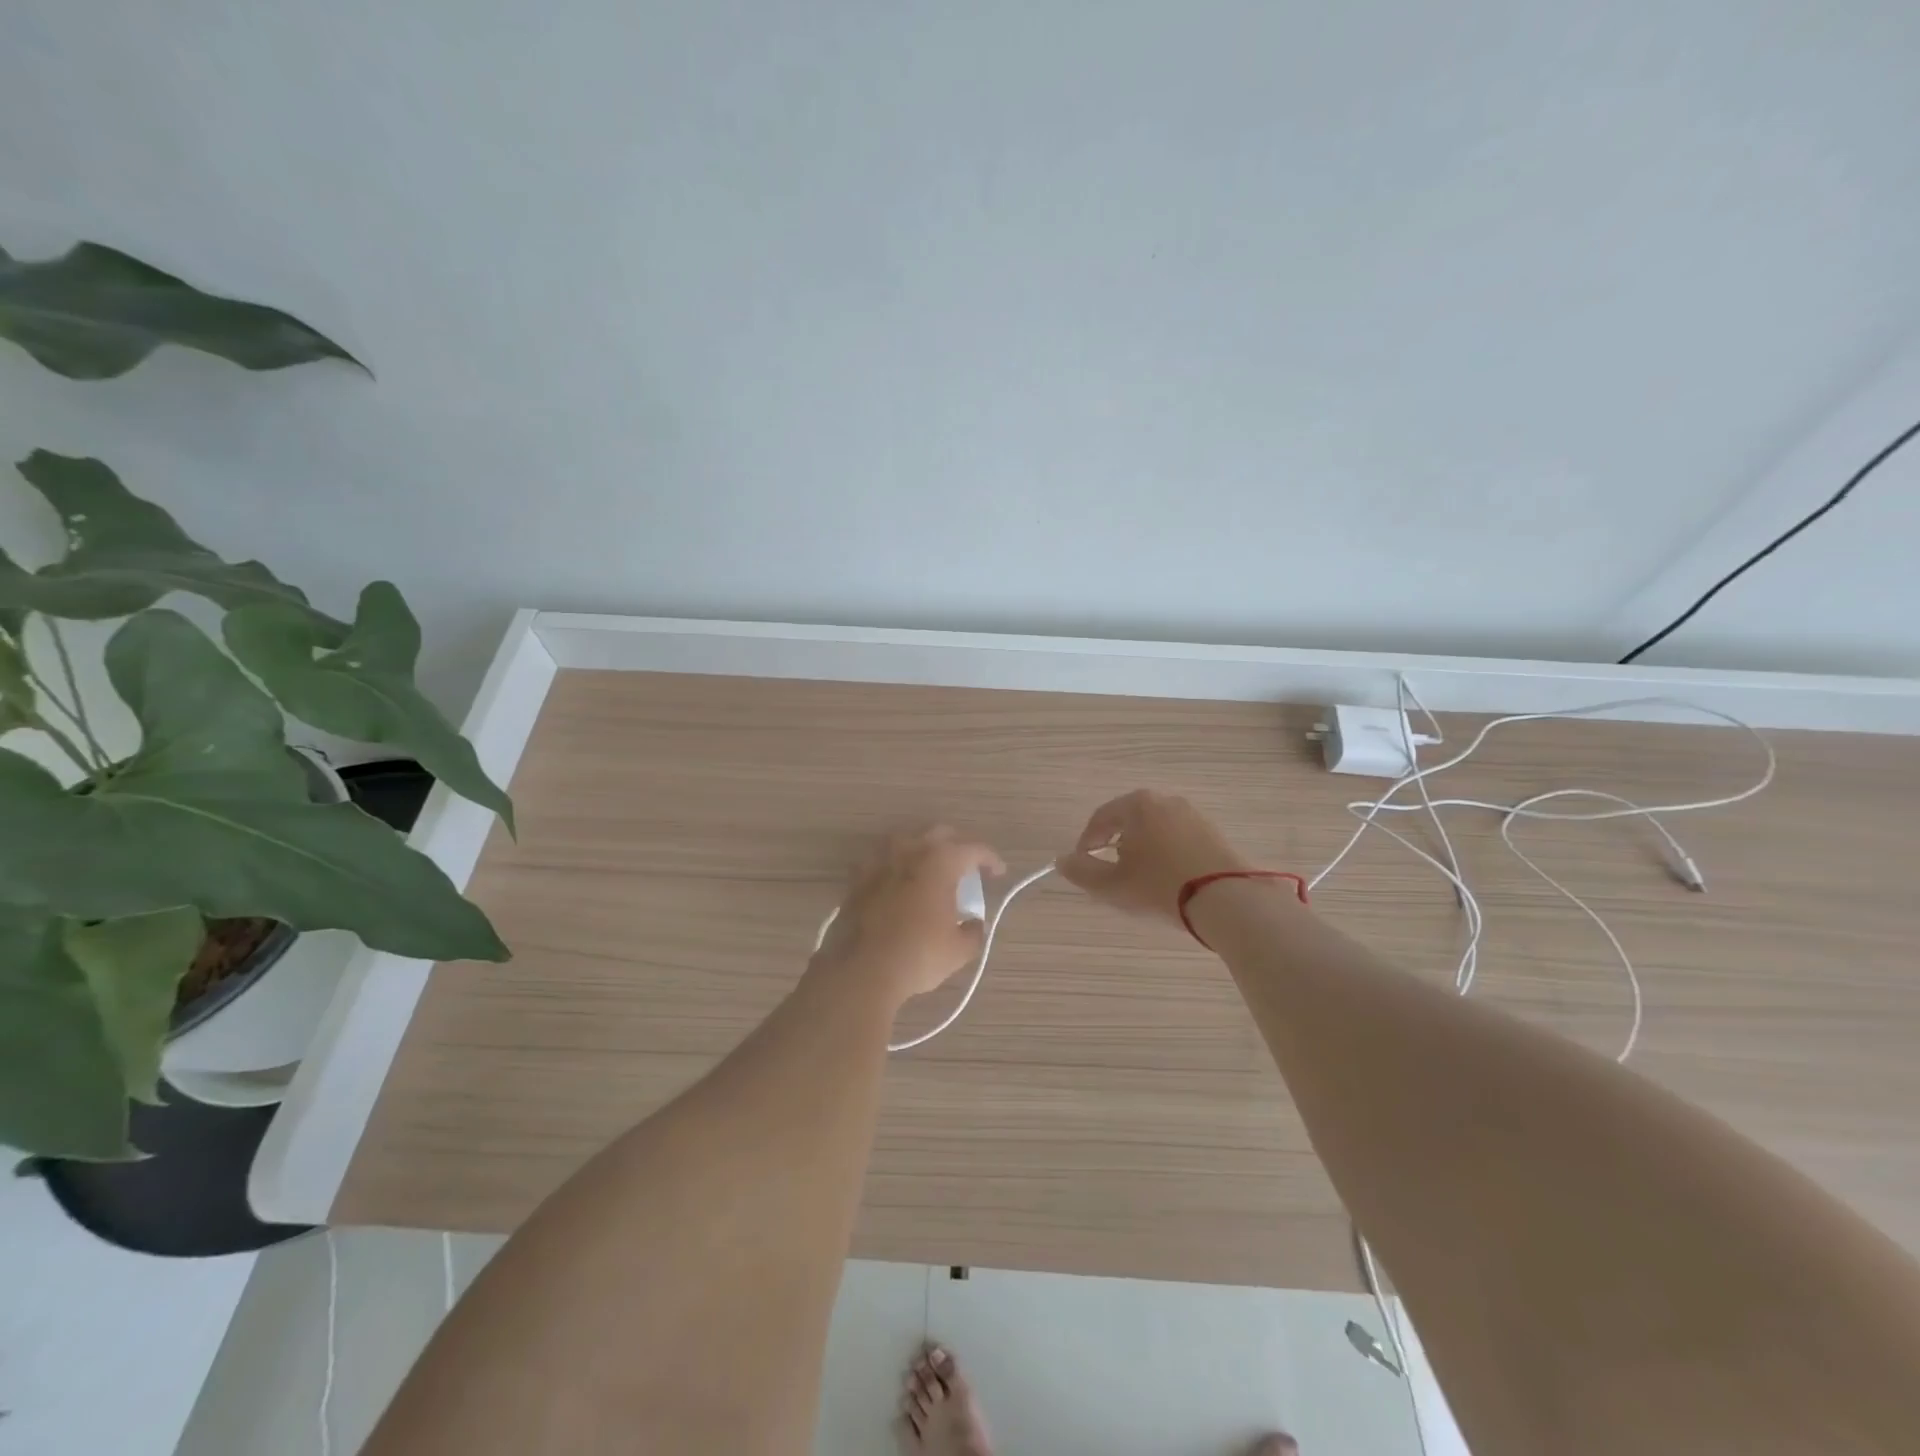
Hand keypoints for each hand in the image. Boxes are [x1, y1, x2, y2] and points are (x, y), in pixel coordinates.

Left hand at [814, 828, 1004, 1005]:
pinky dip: (895, 864)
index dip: (990, 859)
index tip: (997, 873)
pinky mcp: (858, 876)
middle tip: (966, 866)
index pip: (974, 849)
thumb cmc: (918, 954)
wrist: (861, 969)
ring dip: (923, 849)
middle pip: (940, 834)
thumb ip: (973, 931)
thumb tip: (972, 924)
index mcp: (941, 860)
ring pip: (907, 839)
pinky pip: (882, 858)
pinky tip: (898, 881)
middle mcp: (910, 849)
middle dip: (957, 846)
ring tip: (930, 869)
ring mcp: (880, 859)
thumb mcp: (959, 950)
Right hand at [1056, 790, 1249, 923]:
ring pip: (1155, 829)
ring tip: (1140, 879)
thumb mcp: (1112, 885)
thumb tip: (1062, 861)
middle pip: (1129, 820)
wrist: (1227, 899)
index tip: (1082, 864)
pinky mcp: (1214, 833)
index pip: (1101, 818)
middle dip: (1115, 844)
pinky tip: (1167, 879)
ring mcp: (1193, 815)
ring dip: (1142, 850)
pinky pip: (1178, 839)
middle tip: (1110, 872)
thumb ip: (1082, 872)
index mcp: (1138, 805)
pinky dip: (1166, 854)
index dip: (1086, 842)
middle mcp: (1166, 801)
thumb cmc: (1160, 886)